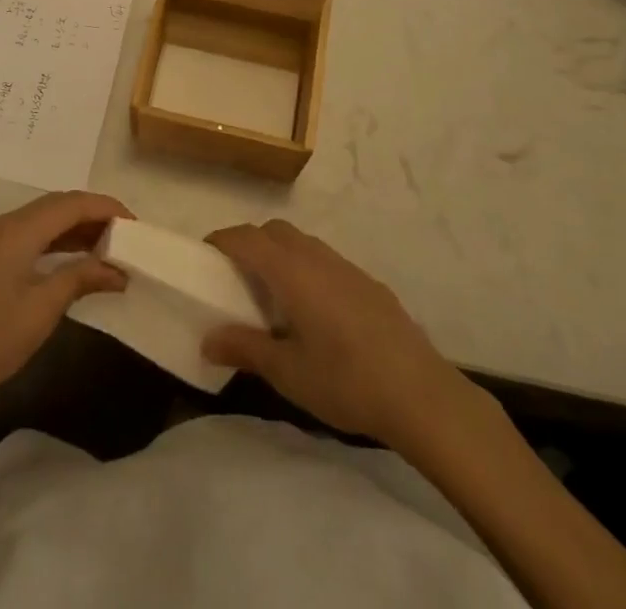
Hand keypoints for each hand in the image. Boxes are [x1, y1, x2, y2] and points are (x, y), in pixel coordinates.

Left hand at [0, 192, 131, 420]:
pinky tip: (78, 259)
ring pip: (46, 218)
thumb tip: (117, 269)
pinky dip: (60, 240)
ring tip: (110, 246)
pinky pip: (34, 233)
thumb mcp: (43, 308)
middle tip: (126, 235)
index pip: (71, 203)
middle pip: (59, 205)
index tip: (136, 224)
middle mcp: (8, 223)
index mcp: (19, 229)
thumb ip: (80, 278)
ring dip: (77, 227)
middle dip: (94, 215)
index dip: (106, 208)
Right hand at [203, 220, 479, 445]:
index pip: (246, 238)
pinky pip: (326, 261)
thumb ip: (245, 349)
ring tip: (273, 295)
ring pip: (303, 243)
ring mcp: (347, 268)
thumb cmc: (345, 380)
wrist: (421, 393)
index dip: (221, 241)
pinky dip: (307, 270)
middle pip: (274, 231)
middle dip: (251, 243)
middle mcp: (316, 257)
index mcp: (291, 270)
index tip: (204, 256)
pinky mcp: (369, 284)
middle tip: (236, 278)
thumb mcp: (287, 372)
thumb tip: (208, 340)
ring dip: (281, 255)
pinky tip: (316, 313)